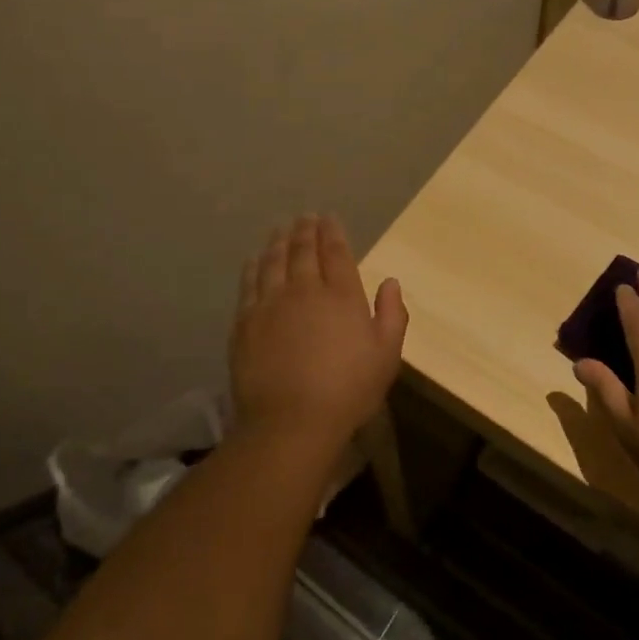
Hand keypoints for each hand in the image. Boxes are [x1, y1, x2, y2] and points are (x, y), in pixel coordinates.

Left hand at [230, 215, 407, 451]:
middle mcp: (305, 289)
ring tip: (281, 229)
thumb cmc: (348, 391)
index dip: (332, 232)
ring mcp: (271, 303)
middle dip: (305, 230)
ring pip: (274, 260)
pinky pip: (249, 283)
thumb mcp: (386, 356)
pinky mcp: (246, 322)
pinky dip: (254, 266)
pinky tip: (255, 259)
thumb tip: (390, 281)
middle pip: (303, 250)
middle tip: (305, 217)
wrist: (290, 422)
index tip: (328, 218)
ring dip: (279, 241)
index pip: (336, 251)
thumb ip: (392, 314)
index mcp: (341, 295)